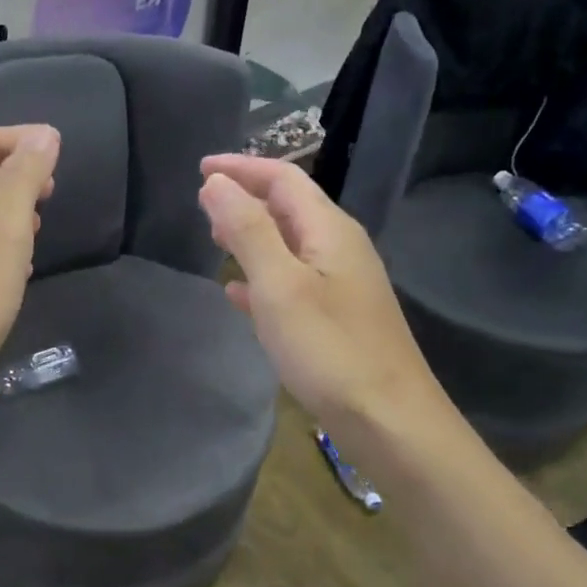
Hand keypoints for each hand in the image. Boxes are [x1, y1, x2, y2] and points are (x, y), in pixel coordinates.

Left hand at [0, 124, 59, 400]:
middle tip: (53, 190)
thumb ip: (25, 177)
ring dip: (11, 208)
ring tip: (41, 225)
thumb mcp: (7, 227)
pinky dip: (0, 241)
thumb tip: (44, 135)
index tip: (60, 150)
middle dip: (18, 172)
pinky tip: (18, 265)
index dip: (22, 137)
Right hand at [198, 155, 452, 434]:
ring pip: (288, 245)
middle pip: (289, 207)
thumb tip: (216, 183)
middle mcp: (340, 248)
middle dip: (245, 199)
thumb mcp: (279, 285)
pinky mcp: (336, 318)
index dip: (242, 168)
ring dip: (251, 236)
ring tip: (214, 239)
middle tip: (202, 204)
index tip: (199, 167)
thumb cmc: (329, 349)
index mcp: (330, 230)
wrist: (387, 419)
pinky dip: (261, 276)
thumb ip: (247, 230)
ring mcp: (341, 285)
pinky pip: (291, 282)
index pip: (284, 179)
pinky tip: (237, 294)